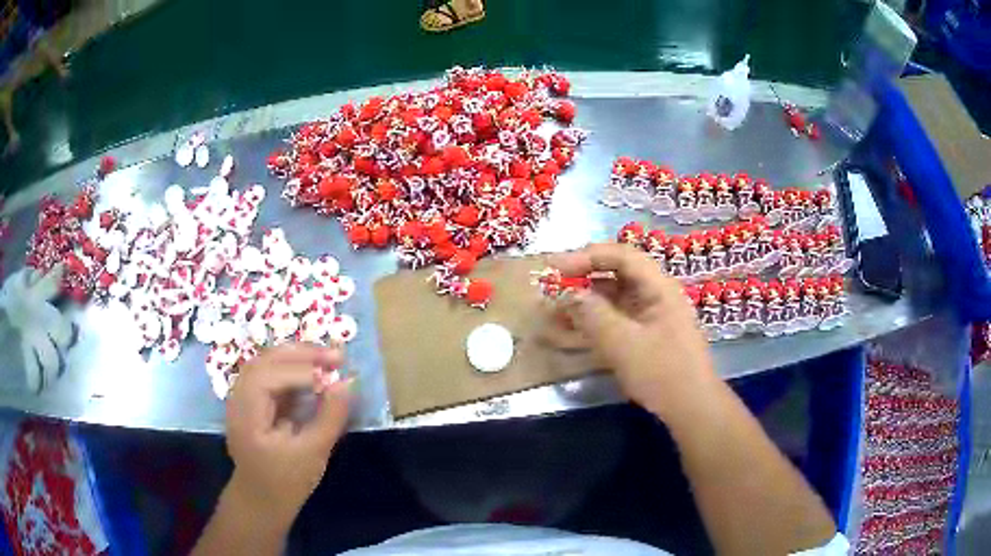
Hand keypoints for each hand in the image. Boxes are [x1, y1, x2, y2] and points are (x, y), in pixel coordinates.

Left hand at [224, 343, 351, 525]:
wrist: (262, 501)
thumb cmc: (287, 482)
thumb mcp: (313, 453)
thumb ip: (330, 417)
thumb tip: (347, 382)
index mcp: (246, 415)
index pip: (267, 377)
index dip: (300, 371)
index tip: (334, 376)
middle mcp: (238, 399)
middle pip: (265, 361)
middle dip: (300, 354)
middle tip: (337, 356)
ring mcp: (243, 399)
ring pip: (267, 364)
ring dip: (297, 357)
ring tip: (328, 359)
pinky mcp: (253, 402)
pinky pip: (271, 376)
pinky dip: (292, 370)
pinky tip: (313, 373)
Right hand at [551, 243, 716, 416]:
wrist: (691, 408)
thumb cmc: (662, 372)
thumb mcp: (623, 344)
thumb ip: (593, 315)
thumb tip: (568, 294)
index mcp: (658, 288)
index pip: (621, 256)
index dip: (587, 256)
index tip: (556, 268)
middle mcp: (655, 295)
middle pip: (617, 274)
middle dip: (583, 278)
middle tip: (552, 289)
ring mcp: (651, 316)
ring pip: (614, 298)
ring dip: (586, 301)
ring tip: (555, 311)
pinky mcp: (646, 336)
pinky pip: (616, 318)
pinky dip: (595, 320)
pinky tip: (574, 330)